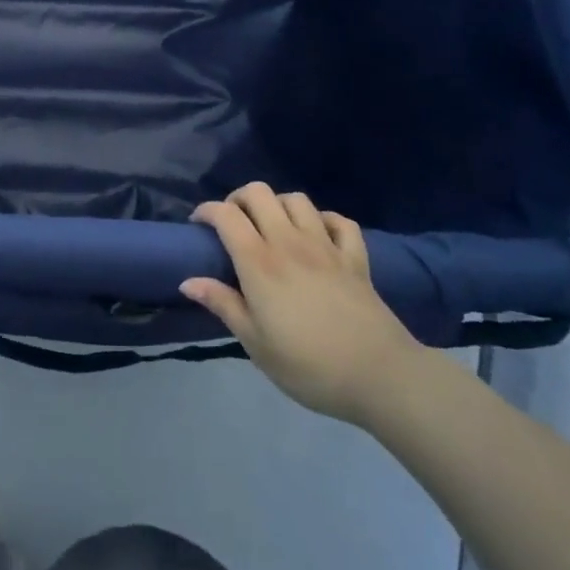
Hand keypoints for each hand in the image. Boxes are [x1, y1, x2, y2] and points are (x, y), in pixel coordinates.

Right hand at [181, 183, 424, 426]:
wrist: (380, 377)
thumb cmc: (309, 365)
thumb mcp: (256, 344)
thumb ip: (223, 305)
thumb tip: (188, 281)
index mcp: (259, 262)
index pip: (226, 215)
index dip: (206, 211)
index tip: (198, 226)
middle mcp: (290, 242)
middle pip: (259, 193)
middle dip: (238, 199)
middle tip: (233, 224)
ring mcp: (326, 246)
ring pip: (297, 199)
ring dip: (278, 205)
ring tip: (272, 228)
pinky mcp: (356, 258)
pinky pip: (339, 221)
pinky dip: (323, 220)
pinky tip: (317, 235)